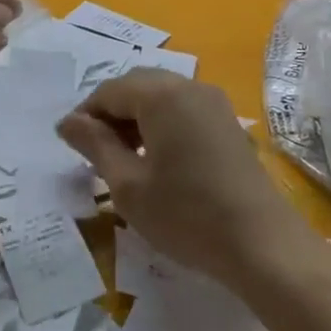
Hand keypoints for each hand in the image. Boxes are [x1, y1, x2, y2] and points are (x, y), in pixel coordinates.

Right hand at [57, 70, 309, 287]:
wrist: (262, 245)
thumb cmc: (186, 215)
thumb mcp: (128, 186)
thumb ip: (95, 145)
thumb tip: (67, 122)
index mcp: (161, 94)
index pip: (109, 91)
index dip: (85, 116)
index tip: (71, 146)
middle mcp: (188, 85)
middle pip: (136, 87)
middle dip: (111, 114)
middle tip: (95, 154)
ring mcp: (213, 102)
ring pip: (160, 96)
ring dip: (136, 119)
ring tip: (123, 159)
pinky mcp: (228, 122)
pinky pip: (183, 109)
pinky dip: (161, 124)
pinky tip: (158, 160)